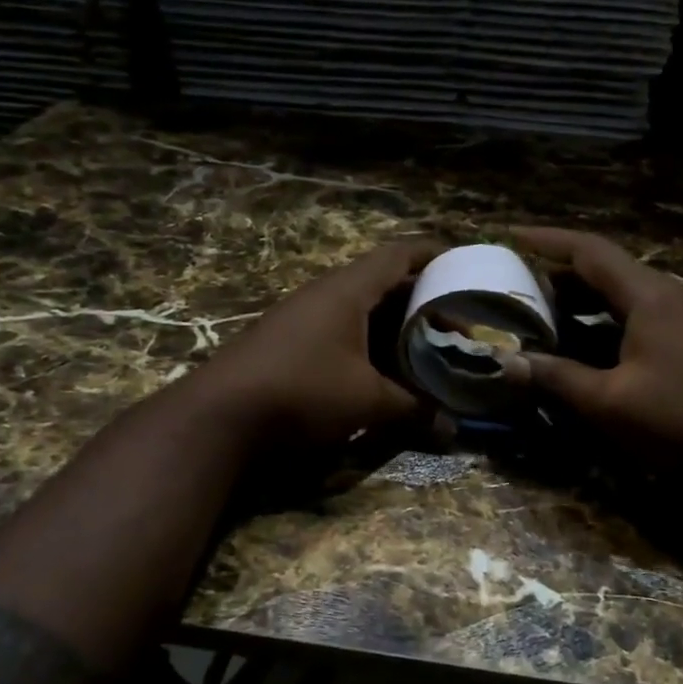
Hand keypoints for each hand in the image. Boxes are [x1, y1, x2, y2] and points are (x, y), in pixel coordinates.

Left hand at [194, 239, 442, 449]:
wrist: (220, 417)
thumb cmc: (303, 391)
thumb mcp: (367, 401)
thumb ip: (413, 410)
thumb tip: (453, 428)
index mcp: (347, 291)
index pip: (398, 255)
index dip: (433, 256)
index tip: (462, 266)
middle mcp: (325, 295)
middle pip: (382, 283)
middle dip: (419, 300)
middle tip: (452, 322)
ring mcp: (302, 318)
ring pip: (360, 310)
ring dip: (392, 326)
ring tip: (424, 347)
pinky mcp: (288, 344)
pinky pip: (340, 331)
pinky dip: (367, 344)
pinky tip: (381, 369)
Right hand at [506, 227, 682, 471]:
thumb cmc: (679, 419)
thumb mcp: (609, 401)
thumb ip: (557, 377)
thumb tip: (507, 362)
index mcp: (648, 296)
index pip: (589, 251)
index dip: (547, 241)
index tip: (511, 235)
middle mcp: (664, 296)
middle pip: (604, 270)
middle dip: (557, 274)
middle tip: (516, 283)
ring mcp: (678, 318)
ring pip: (618, 294)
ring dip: (578, 299)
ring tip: (538, 312)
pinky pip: (632, 316)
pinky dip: (599, 321)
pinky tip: (576, 344)